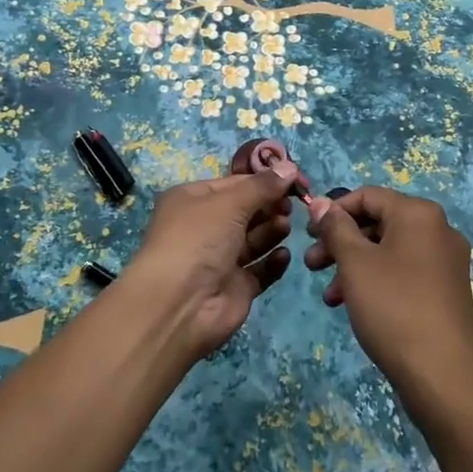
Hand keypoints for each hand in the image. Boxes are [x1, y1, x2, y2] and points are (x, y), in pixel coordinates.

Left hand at [119, 165, 295, 360]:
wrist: (179, 305)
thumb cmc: (198, 239)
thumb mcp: (230, 202)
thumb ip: (263, 186)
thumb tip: (291, 166)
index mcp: (193, 200)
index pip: (234, 184)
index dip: (263, 181)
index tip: (293, 179)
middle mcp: (204, 228)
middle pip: (246, 211)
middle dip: (269, 206)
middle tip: (291, 205)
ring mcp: (220, 260)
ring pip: (254, 240)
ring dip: (272, 230)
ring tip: (285, 226)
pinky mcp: (235, 288)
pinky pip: (260, 270)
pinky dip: (273, 262)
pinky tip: (284, 255)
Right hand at [304, 187, 472, 427]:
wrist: (442, 378)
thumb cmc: (393, 308)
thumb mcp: (355, 263)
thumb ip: (335, 228)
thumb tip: (321, 202)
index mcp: (419, 213)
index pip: (368, 196)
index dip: (334, 211)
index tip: (308, 233)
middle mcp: (439, 229)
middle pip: (379, 222)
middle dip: (341, 242)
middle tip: (311, 264)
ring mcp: (446, 262)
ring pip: (389, 250)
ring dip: (354, 265)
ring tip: (328, 294)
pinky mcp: (447, 290)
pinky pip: (404, 272)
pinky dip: (376, 280)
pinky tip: (353, 306)